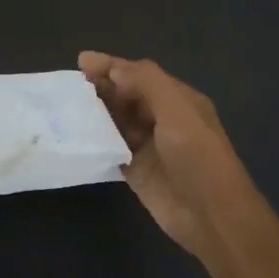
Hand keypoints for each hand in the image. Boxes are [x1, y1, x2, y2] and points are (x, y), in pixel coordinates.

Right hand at [79, 52, 253, 260]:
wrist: (211, 215)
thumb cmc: (197, 156)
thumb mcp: (176, 109)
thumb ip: (146, 83)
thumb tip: (113, 69)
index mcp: (177, 100)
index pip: (140, 74)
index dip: (112, 66)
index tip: (82, 62)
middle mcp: (162, 119)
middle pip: (126, 96)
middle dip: (101, 88)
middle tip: (70, 87)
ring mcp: (148, 146)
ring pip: (117, 121)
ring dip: (96, 113)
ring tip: (66, 108)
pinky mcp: (136, 171)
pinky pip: (111, 149)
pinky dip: (96, 141)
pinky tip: (74, 135)